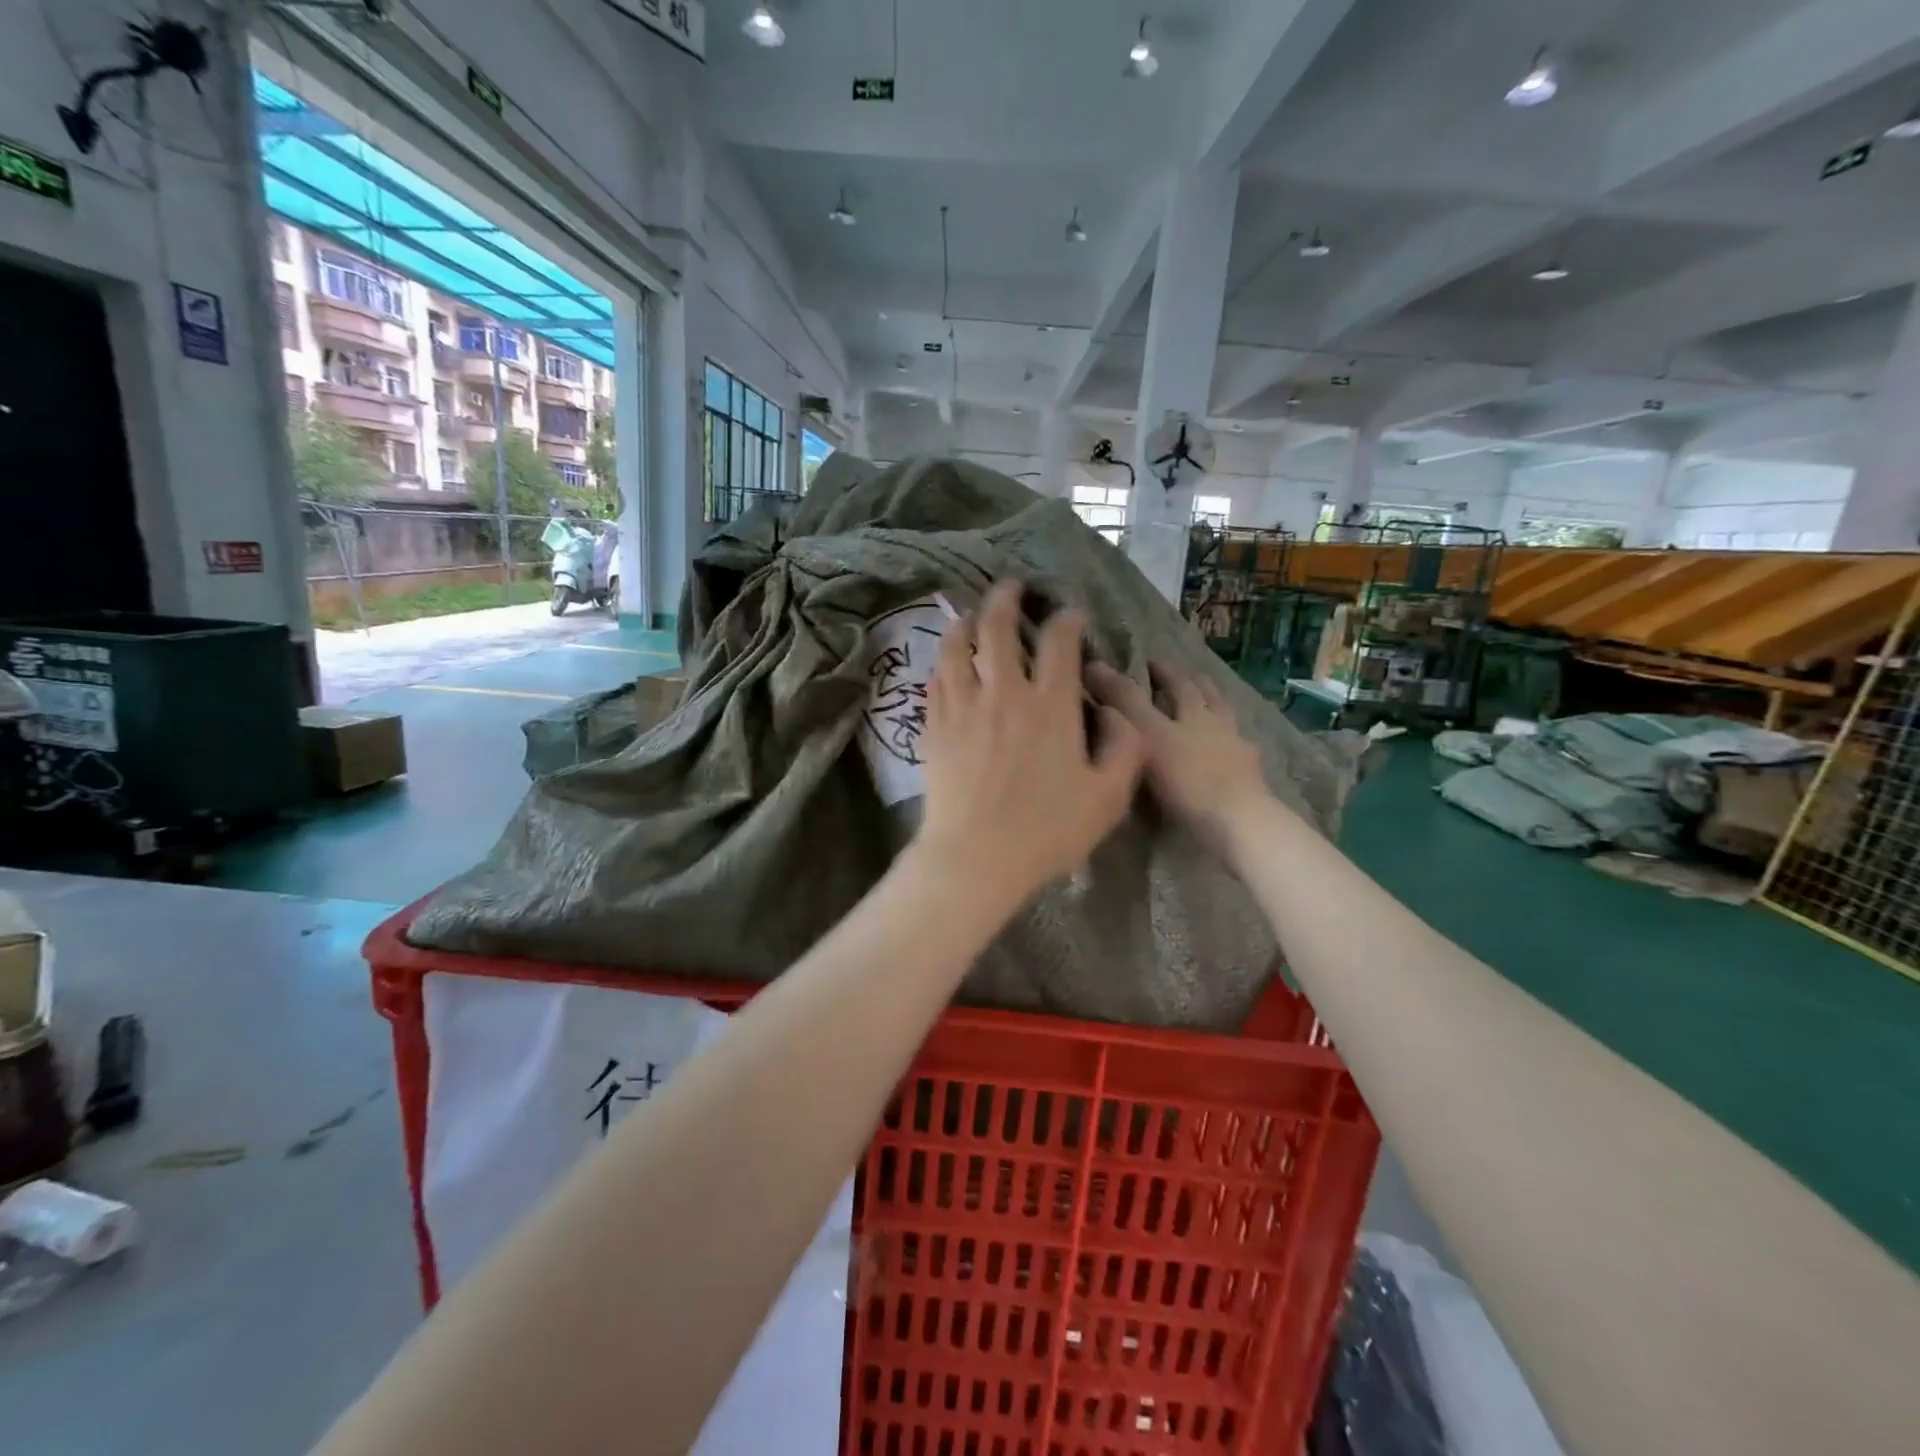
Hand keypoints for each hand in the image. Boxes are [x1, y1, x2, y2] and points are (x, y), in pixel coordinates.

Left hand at [914, 582, 1143, 907]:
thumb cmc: (1047, 831)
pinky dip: (942, 661)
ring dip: (965, 622)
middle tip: (1010, 587)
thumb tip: (1119, 713)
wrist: (976, 858)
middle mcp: (1004, 693)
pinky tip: (946, 661)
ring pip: (957, 647)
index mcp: (1051, 705)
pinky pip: (935, 680)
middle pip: (998, 628)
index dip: (1067, 620)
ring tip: (970, 613)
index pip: (1059, 642)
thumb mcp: (1108, 796)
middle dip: (1005, 599)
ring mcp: (963, 707)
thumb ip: (1124, 748)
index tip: (1071, 616)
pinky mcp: (934, 727)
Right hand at [1086, 661, 1270, 856]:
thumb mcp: (1146, 735)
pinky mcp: (1251, 781)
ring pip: (1228, 721)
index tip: (1148, 661)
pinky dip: (1232, 747)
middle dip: (1193, 683)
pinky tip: (1231, 752)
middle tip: (1183, 676)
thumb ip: (1122, 701)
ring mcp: (1239, 753)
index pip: (1177, 682)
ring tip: (1209, 708)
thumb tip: (1094, 664)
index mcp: (1195, 712)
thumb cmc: (1187, 779)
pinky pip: (1240, 754)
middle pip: (1208, 697)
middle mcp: (1219, 725)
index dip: (1161, 670)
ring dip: (1217, 709)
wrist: (1238, 824)